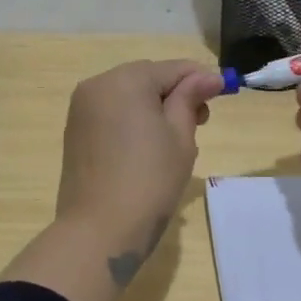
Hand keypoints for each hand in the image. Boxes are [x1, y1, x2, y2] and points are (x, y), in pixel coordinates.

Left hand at [56, 59, 225, 284]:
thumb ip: (190, 99)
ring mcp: (81, 110)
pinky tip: (147, 148)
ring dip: (154, 108)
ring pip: (128, 96)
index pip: (172, 69)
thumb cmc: (149, 180)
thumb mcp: (180, 136)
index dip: (201, 78)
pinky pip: (111, 114)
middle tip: (201, 121)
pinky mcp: (75, 133)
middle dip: (175, 93)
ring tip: (175, 139)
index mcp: (124, 80)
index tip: (226, 91)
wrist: (99, 231)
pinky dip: (133, 121)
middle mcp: (97, 86)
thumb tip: (208, 77)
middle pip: (147, 79)